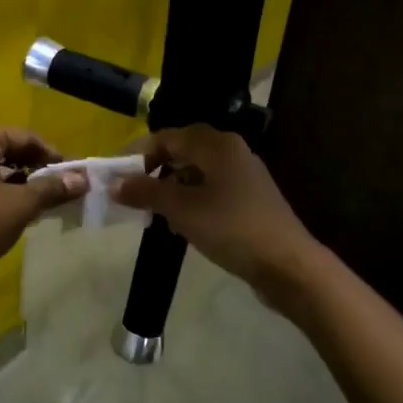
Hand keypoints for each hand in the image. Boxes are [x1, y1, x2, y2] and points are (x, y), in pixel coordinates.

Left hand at [0, 128, 86, 284]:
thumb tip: (83, 179)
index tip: (71, 173)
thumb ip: (52, 188)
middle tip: (59, 188)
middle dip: (34, 168)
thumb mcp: (21, 204)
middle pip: (5, 150)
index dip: (51, 153)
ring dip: (18, 183)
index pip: (23, 136)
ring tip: (41, 203)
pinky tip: (14, 214)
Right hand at [113, 125, 319, 294]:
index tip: (116, 175)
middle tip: (132, 193)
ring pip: (197, 172)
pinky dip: (190, 200)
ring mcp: (244, 176)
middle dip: (154, 170)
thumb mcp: (181, 209)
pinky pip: (211, 190)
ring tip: (152, 212)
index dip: (138, 153)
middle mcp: (232, 152)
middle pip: (183, 151)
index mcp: (216, 145)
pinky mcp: (250, 200)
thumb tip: (114, 183)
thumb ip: (146, 191)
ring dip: (171, 188)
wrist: (288, 265)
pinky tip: (181, 224)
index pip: (168, 137)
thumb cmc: (231, 228)